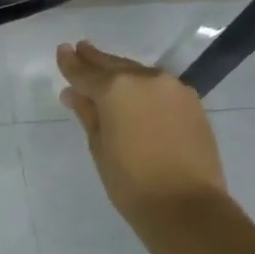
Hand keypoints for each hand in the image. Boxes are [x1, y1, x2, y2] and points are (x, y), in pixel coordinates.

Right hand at [56, 40, 227, 226]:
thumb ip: (87, 114)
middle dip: (95, 59)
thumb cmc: (130, 181)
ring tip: (105, 71)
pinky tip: (135, 93)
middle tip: (81, 48)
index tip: (62, 50)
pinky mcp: (192, 102)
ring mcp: (173, 88)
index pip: (85, 72)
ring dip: (121, 72)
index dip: (70, 63)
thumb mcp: (99, 146)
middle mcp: (145, 79)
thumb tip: (74, 94)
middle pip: (114, 65)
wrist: (186, 204)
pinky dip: (143, 87)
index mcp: (115, 89)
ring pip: (139, 73)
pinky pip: (159, 87)